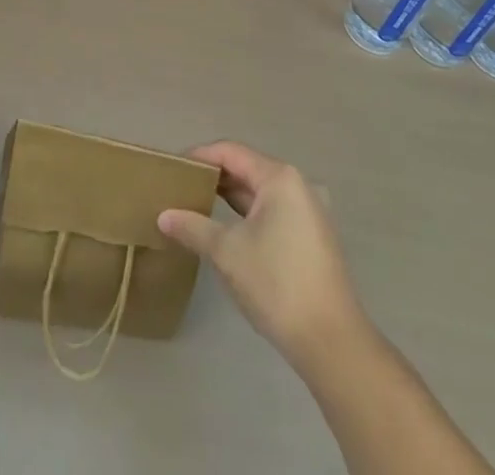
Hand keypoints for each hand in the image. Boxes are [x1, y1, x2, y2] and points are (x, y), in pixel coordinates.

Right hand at [158, 141, 364, 368]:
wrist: (331, 342)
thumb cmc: (277, 284)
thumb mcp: (226, 252)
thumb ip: (193, 227)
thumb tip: (163, 216)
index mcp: (278, 178)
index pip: (230, 152)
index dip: (199, 157)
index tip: (172, 170)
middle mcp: (297, 185)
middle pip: (246, 169)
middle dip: (213, 177)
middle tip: (179, 188)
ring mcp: (308, 212)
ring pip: (259, 193)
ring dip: (229, 198)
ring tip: (196, 206)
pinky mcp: (311, 237)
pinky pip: (272, 212)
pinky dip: (247, 215)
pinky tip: (226, 230)